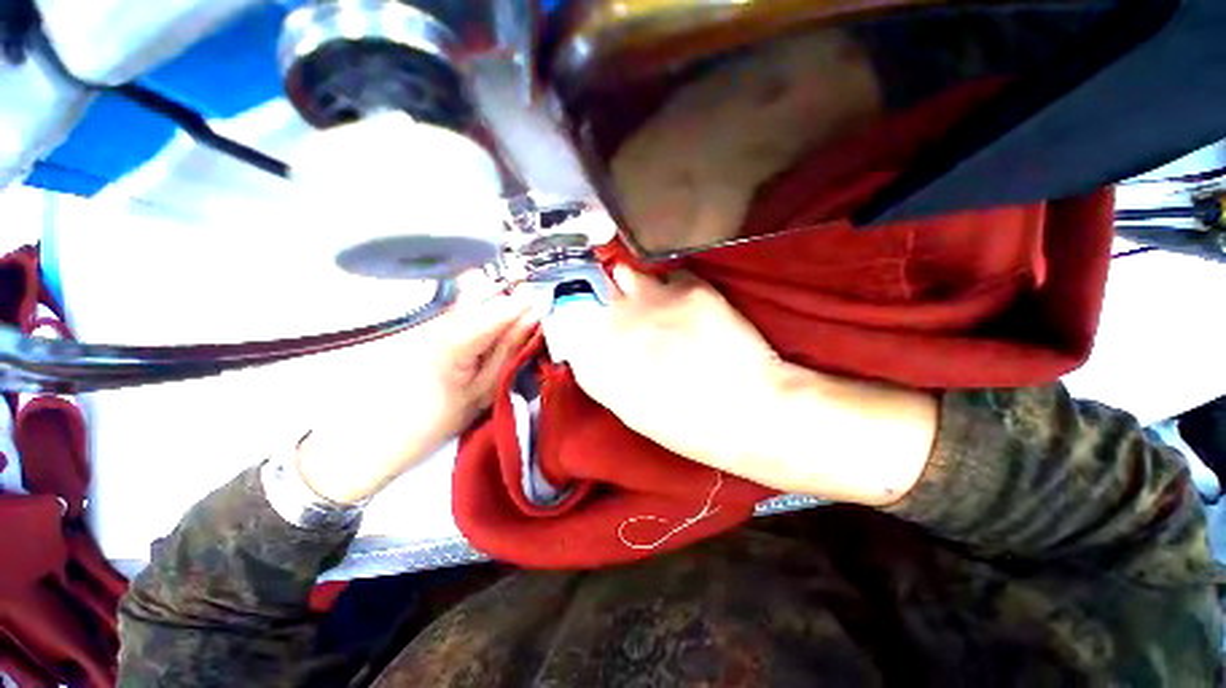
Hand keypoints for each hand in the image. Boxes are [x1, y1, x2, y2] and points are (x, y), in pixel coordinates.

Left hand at [295, 283, 537, 504]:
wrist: (370, 437)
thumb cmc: (433, 421)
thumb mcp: (482, 391)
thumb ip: (509, 349)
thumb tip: (533, 318)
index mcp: (455, 337)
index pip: (502, 306)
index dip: (528, 305)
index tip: (547, 307)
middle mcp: (438, 316)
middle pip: (484, 289)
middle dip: (510, 300)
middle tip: (527, 321)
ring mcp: (427, 316)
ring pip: (471, 294)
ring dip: (495, 306)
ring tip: (507, 329)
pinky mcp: (421, 322)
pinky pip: (458, 306)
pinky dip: (479, 314)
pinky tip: (484, 335)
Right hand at [566, 265, 937, 505]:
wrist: (745, 412)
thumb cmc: (682, 423)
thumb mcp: (626, 405)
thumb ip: (599, 369)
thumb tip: (589, 343)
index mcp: (596, 359)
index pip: (562, 314)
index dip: (566, 305)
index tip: (573, 305)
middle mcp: (614, 322)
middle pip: (585, 284)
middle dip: (589, 285)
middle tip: (601, 294)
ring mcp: (650, 300)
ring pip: (622, 269)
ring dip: (625, 279)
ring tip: (640, 294)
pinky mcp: (688, 287)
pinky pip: (666, 273)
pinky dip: (667, 284)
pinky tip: (678, 301)